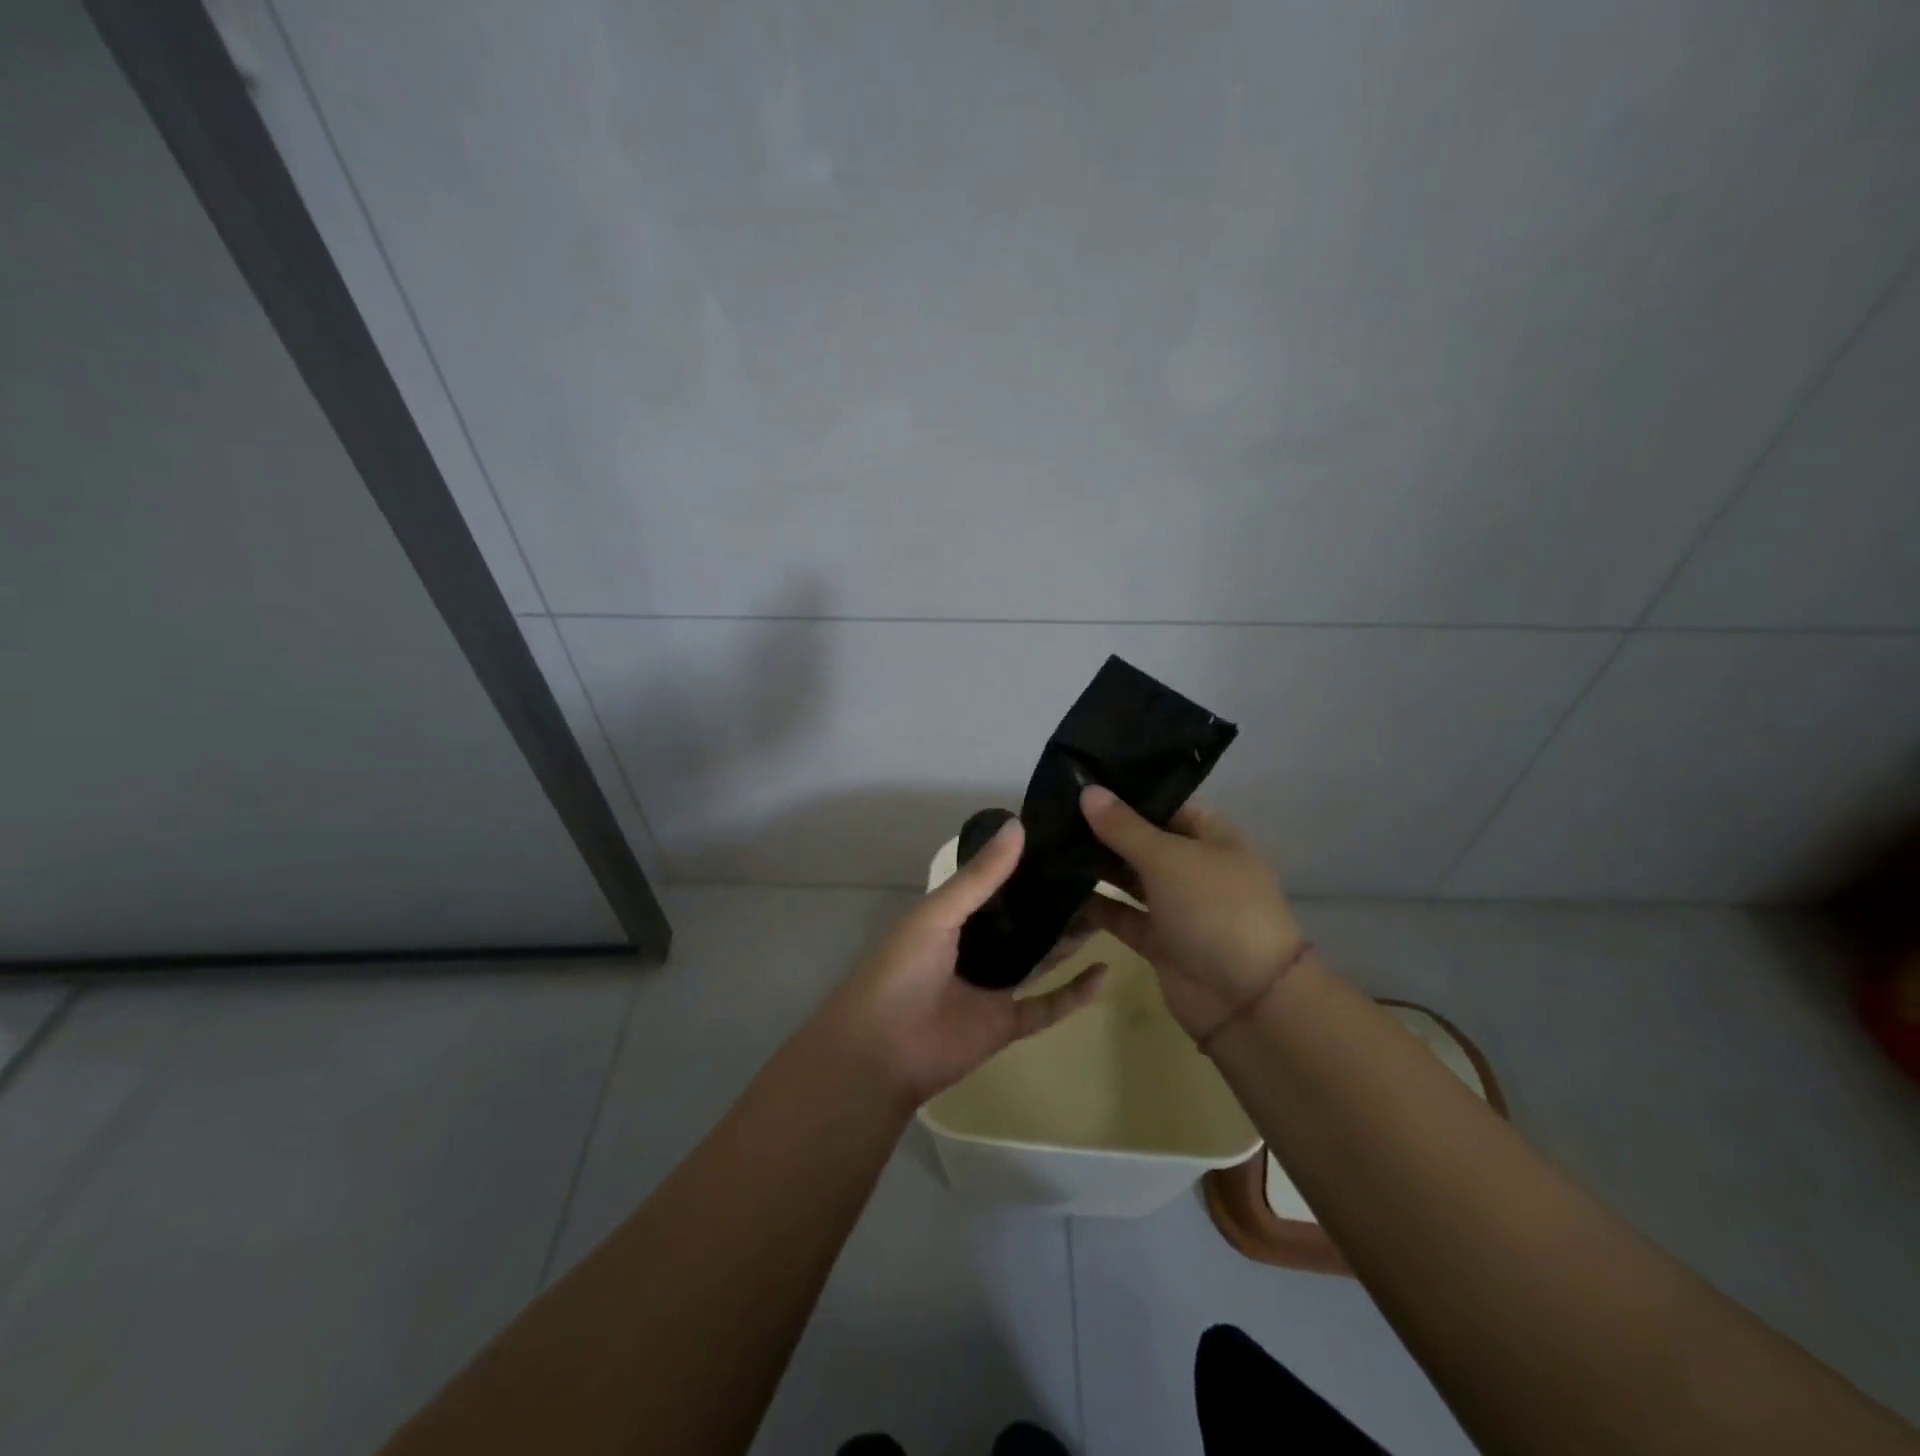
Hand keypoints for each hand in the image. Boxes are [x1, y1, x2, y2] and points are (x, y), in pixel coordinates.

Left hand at [815, 818, 1107, 1105]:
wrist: (881, 1052)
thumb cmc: (901, 971)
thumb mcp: (938, 914)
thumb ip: (980, 876)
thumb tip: (1019, 825)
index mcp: (952, 919)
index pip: (995, 885)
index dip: (1025, 866)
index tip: (1064, 842)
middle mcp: (975, 949)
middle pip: (1022, 922)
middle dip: (1053, 902)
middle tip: (1096, 876)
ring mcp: (992, 988)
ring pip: (1039, 959)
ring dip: (1068, 940)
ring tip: (1108, 911)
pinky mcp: (1007, 1024)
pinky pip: (1048, 1006)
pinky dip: (1075, 993)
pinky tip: (1105, 971)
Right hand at [1077, 786, 1303, 1040]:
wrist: (1246, 1000)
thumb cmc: (1215, 909)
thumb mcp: (1168, 858)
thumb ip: (1124, 827)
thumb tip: (1087, 789)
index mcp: (1213, 838)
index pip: (1167, 805)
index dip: (1128, 794)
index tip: (1082, 784)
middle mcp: (1195, 868)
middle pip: (1144, 841)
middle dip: (1104, 831)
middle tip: (1053, 814)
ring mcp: (1177, 906)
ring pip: (1130, 879)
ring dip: (1096, 868)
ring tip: (1048, 846)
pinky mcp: (1158, 941)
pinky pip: (1121, 915)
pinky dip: (1095, 906)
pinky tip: (1058, 889)